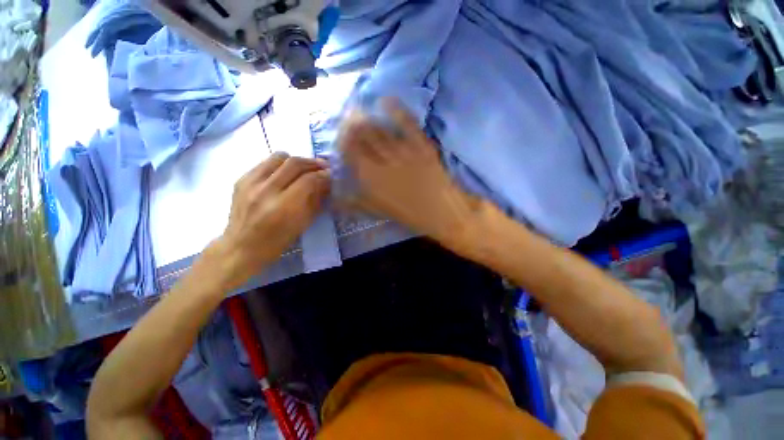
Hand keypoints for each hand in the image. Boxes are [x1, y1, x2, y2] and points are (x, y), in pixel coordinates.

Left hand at [216, 153, 329, 286]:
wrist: (242, 246)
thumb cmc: (277, 241)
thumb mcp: (303, 224)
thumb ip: (316, 200)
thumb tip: (326, 183)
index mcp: (283, 207)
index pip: (308, 180)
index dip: (323, 175)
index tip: (331, 175)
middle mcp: (265, 191)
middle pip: (294, 164)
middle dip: (313, 163)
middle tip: (323, 166)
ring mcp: (250, 183)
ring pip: (279, 157)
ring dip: (296, 160)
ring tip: (304, 167)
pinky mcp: (241, 179)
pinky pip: (265, 162)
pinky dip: (280, 164)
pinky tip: (286, 173)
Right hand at [338, 99, 476, 243]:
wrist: (442, 212)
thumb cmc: (410, 214)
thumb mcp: (379, 211)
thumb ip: (357, 202)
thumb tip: (338, 196)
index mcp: (371, 178)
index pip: (350, 151)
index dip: (342, 139)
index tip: (340, 135)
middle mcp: (383, 161)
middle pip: (362, 136)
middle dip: (351, 124)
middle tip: (348, 116)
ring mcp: (404, 151)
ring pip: (380, 129)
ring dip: (367, 118)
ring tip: (360, 110)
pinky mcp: (421, 145)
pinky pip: (407, 123)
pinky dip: (395, 110)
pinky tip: (386, 100)